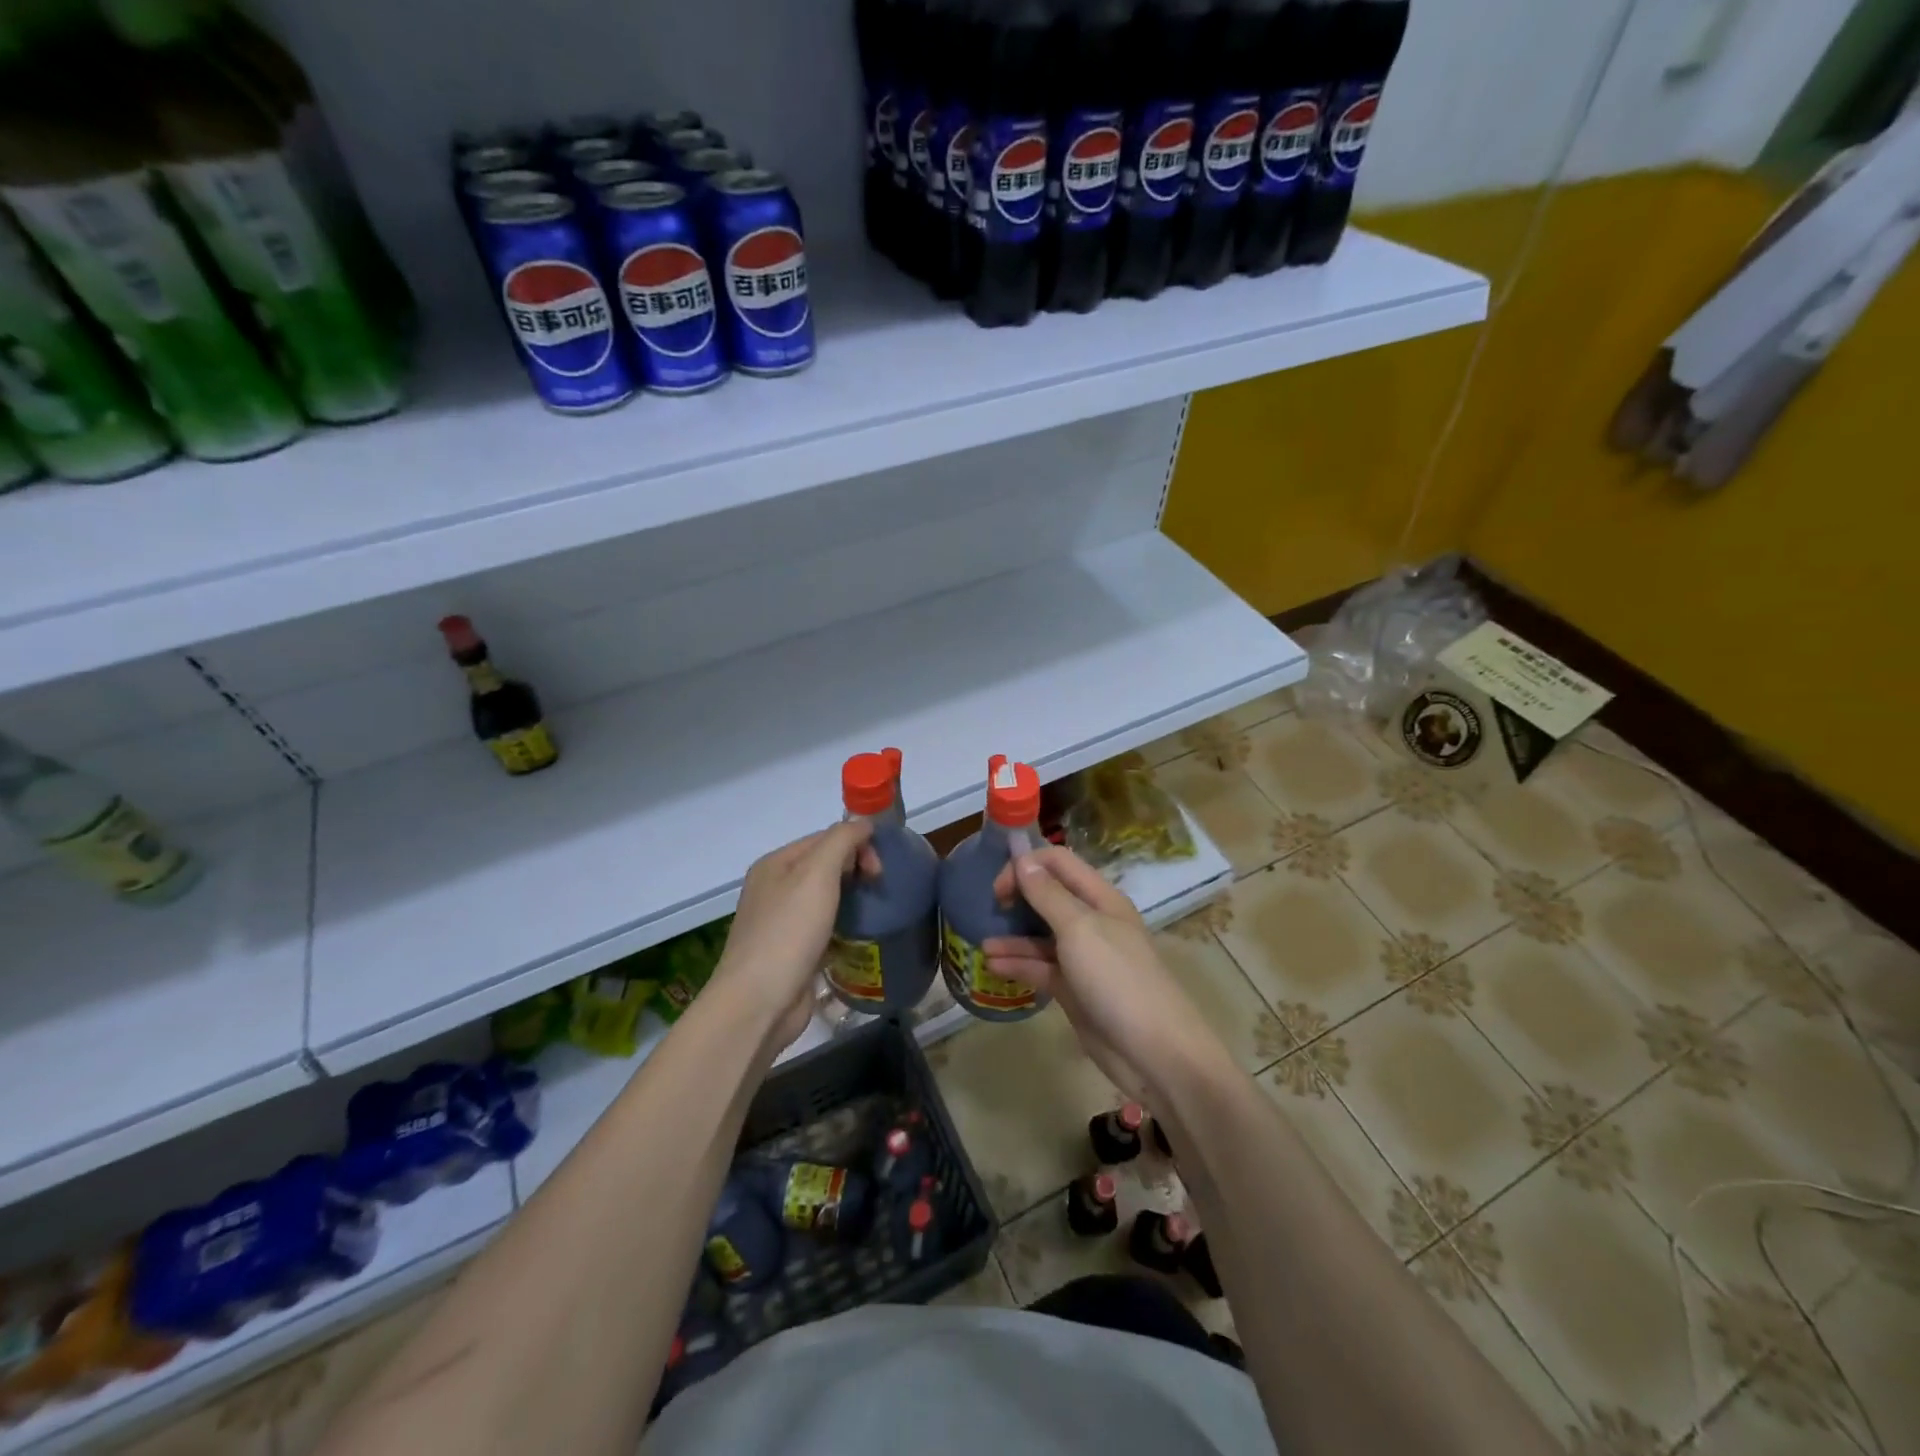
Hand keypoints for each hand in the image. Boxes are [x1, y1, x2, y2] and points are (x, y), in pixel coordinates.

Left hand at [713, 822, 878, 1052]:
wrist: (759, 1003)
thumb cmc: (788, 932)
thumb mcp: (817, 874)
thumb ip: (841, 840)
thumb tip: (862, 822)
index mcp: (775, 864)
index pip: (824, 838)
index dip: (856, 844)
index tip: (880, 869)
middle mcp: (774, 888)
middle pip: (825, 865)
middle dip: (856, 869)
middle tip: (878, 888)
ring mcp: (781, 923)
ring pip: (825, 898)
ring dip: (852, 899)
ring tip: (875, 912)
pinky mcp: (792, 953)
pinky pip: (824, 928)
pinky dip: (843, 926)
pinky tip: (858, 937)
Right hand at [984, 846, 1230, 1104]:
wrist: (1154, 1052)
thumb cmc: (1117, 978)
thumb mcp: (1080, 929)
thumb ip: (1048, 894)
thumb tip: (1022, 858)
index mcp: (1100, 898)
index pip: (1059, 863)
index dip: (1027, 865)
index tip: (999, 885)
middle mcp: (1092, 921)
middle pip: (1049, 896)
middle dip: (1018, 897)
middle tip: (991, 908)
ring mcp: (1083, 957)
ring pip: (1041, 935)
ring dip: (1013, 936)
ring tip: (983, 945)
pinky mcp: (1074, 989)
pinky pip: (1041, 968)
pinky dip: (1019, 964)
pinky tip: (993, 966)